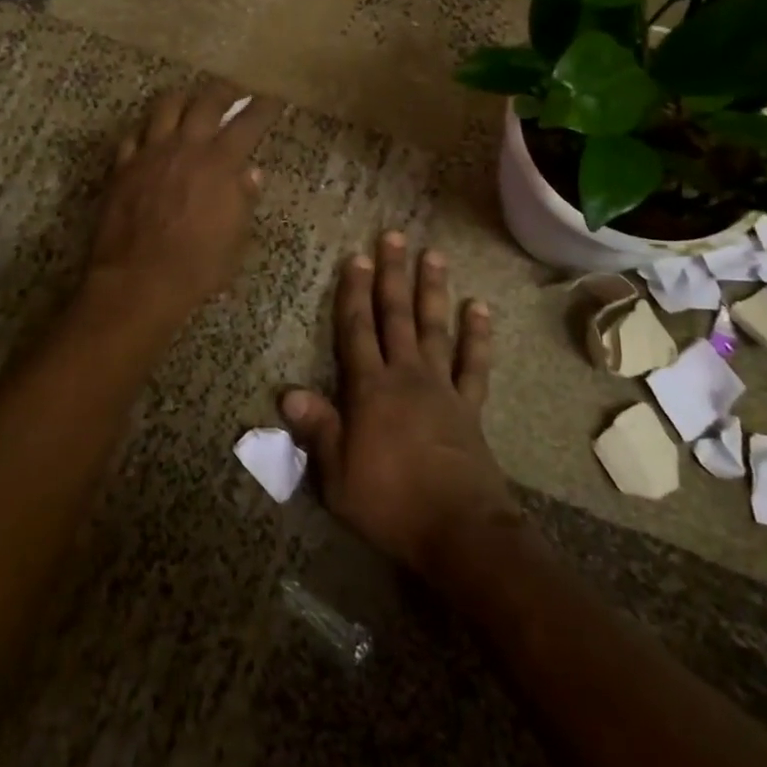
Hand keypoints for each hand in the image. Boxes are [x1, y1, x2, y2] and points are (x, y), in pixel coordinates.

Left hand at [87, 81, 280, 322]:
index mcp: (219, 164)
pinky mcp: (122, 168)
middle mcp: (185, 148)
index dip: (263, 107)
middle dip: (225, 90)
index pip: (248, 123)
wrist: (138, 280)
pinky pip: (133, 135)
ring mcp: (149, 154)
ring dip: (184, 98)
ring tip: (191, 99)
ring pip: (166, 107)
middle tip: (235, 88)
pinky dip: (147, 129)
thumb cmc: (197, 266)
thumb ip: (243, 200)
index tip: (273, 97)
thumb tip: (250, 173)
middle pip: (206, 102)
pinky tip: (151, 133)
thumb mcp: (235, 239)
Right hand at [282, 233, 522, 575]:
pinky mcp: (469, 405)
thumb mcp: (338, 475)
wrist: (459, 529)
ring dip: (432, 290)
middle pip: (396, 315)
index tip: (356, 257)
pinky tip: (479, 307)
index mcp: (370, 389)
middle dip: (392, 275)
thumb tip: (286, 393)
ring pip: (434, 327)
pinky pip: (473, 363)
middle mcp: (406, 375)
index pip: (356, 329)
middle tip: (394, 236)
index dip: (353, 292)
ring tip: (433, 255)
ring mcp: (441, 387)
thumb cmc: (389, 503)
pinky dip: (478, 335)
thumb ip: (317, 429)